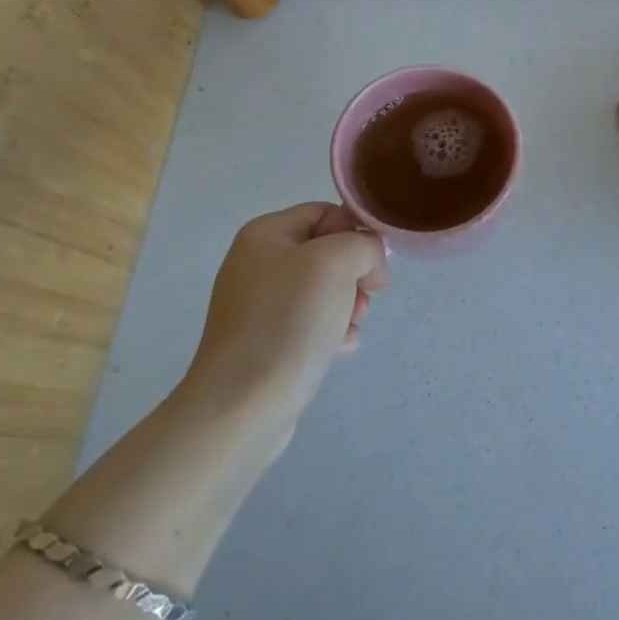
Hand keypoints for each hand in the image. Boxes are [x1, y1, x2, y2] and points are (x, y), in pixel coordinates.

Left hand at [180, 203, 390, 428]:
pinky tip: (337, 349)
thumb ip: (364, 245)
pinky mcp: (265, 342)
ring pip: (325, 289)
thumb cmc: (289, 321)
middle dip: (355, 273)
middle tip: (365, 298)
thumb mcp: (337, 262)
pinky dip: (331, 331)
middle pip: (328, 251)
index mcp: (265, 234)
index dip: (357, 232)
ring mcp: (258, 305)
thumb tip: (370, 264)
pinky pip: (311, 322)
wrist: (242, 406)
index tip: (376, 264)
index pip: (327, 213)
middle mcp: (257, 264)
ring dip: (349, 304)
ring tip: (351, 327)